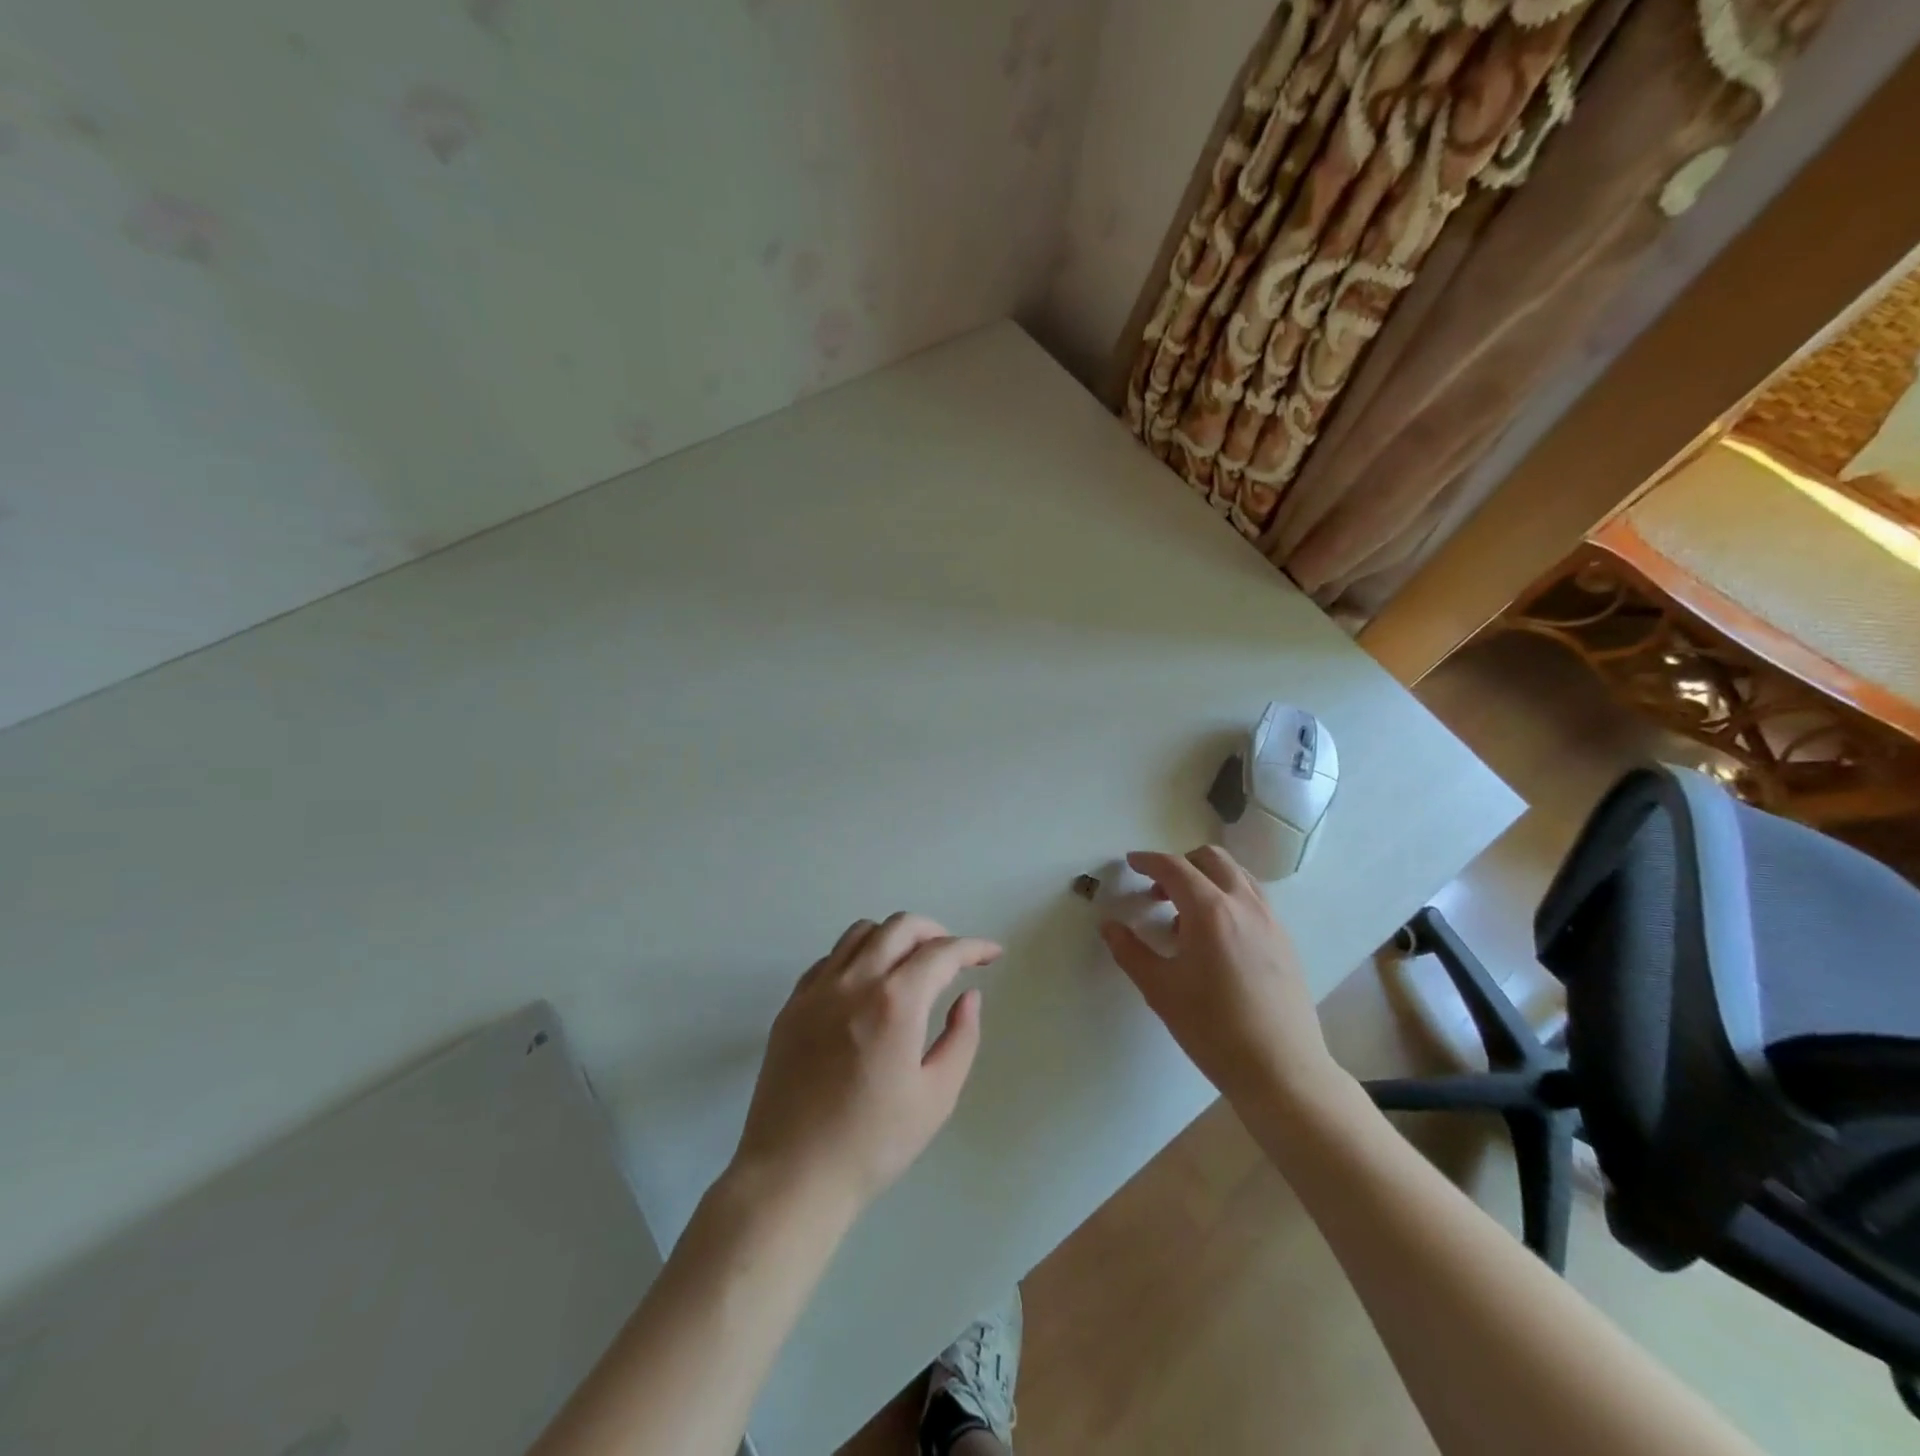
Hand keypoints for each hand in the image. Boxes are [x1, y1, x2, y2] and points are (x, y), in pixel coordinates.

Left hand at [731, 913, 999, 1216]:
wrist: (792, 1175)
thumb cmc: (873, 1143)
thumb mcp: (936, 1097)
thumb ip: (961, 1037)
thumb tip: (968, 996)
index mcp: (895, 1002)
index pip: (941, 953)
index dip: (973, 947)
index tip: (991, 954)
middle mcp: (854, 981)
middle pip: (900, 926)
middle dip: (935, 931)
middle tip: (953, 956)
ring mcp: (817, 989)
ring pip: (861, 932)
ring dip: (894, 936)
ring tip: (910, 963)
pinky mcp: (792, 1004)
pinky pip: (830, 958)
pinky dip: (857, 955)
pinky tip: (866, 984)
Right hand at [1101, 847, 1346, 1109]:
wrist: (1281, 1070)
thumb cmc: (1213, 1029)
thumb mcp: (1160, 990)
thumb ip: (1130, 951)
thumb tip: (1109, 926)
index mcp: (1210, 911)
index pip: (1174, 868)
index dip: (1148, 861)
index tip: (1131, 863)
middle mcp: (1244, 904)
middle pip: (1211, 859)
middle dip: (1180, 864)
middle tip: (1158, 890)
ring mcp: (1270, 920)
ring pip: (1237, 875)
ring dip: (1207, 878)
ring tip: (1186, 914)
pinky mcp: (1285, 940)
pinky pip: (1253, 899)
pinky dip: (1229, 898)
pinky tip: (1216, 938)